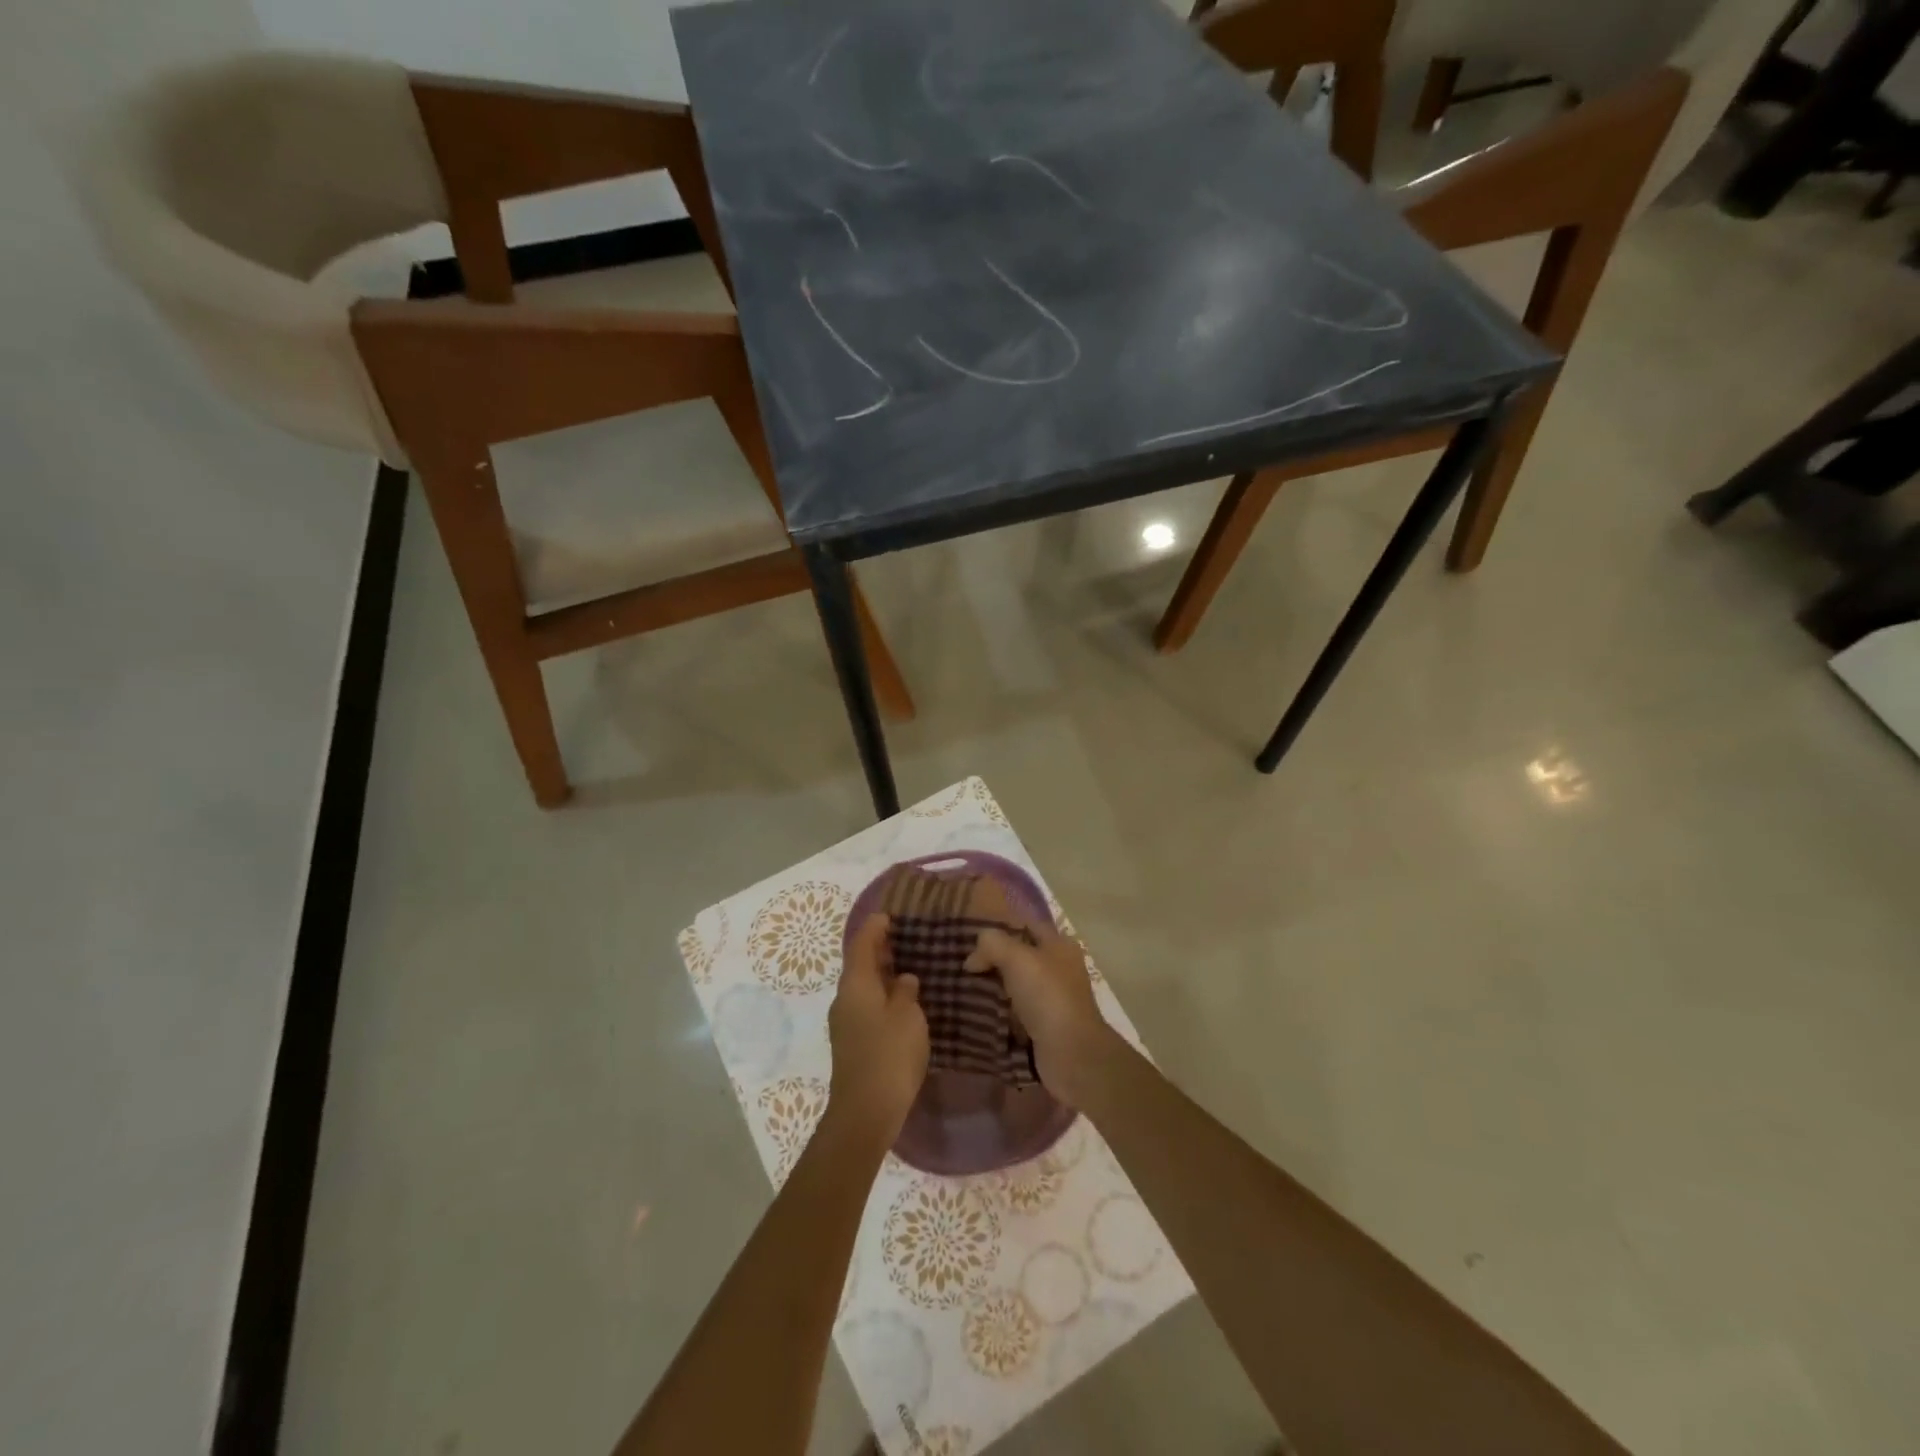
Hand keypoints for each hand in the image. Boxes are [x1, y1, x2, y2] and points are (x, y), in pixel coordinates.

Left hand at [827, 914, 928, 1142]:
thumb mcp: (907, 1016)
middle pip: (859, 964)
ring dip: (881, 973)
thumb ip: (906, 991)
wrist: (865, 1112)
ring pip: (863, 986)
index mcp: (856, 985)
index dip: (874, 928)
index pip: (861, 945)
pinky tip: (902, 1000)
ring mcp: (846, 1022)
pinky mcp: (853, 1042)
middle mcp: (845, 998)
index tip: (889, 915)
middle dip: (878, 949)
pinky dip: (882, 994)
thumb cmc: (889, 1055)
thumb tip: (903, 979)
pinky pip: (867, 1005)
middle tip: (903, 936)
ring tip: (907, 965)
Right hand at [966, 917, 1116, 1105]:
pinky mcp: (1044, 1025)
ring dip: (993, 987)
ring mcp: (1052, 998)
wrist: (1071, 1055)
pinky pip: (1015, 1011)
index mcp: (1059, 944)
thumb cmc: (1048, 997)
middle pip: (1019, 955)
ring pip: (1015, 984)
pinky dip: (998, 1011)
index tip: (968, 935)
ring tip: (963, 988)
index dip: (998, 926)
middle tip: (961, 964)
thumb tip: (973, 958)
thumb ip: (992, 944)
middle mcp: (1058, 967)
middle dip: (992, 958)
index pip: (1025, 925)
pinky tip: (977, 1012)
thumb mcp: (1017, 958)